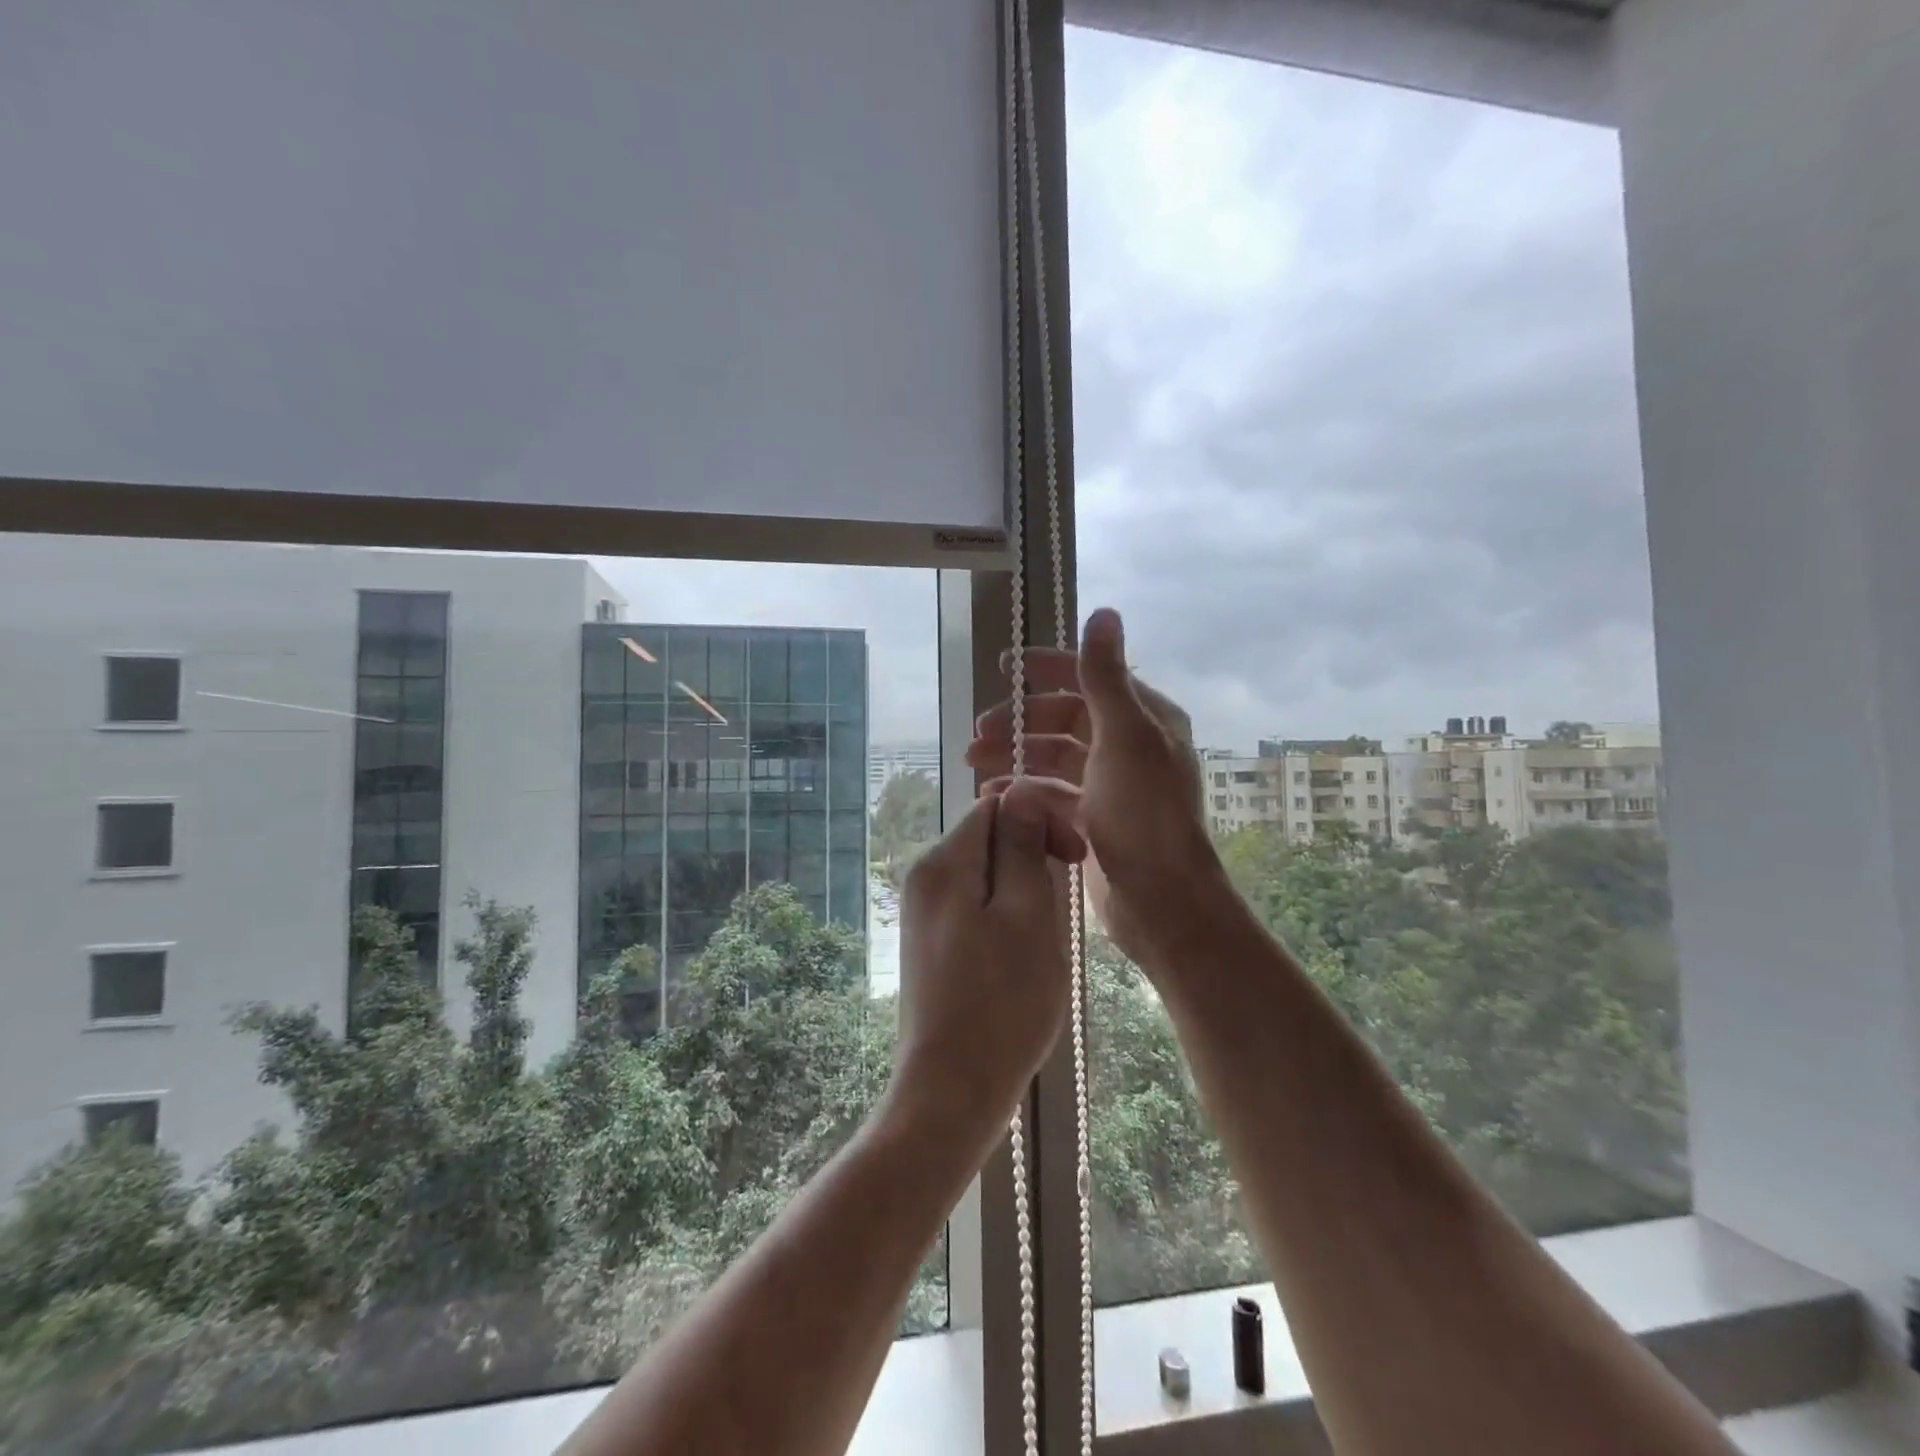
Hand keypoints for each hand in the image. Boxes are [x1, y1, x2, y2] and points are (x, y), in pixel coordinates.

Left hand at [892, 776, 1086, 1145]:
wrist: (951, 1090)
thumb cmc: (1001, 1003)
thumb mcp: (1026, 915)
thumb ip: (1022, 848)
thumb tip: (1019, 793)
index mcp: (943, 862)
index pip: (996, 805)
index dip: (1041, 819)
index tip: (1075, 857)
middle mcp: (925, 877)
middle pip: (989, 837)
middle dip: (1032, 857)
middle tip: (1062, 904)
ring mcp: (924, 912)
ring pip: (987, 874)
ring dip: (1024, 891)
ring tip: (1045, 937)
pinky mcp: (932, 942)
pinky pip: (976, 905)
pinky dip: (1006, 916)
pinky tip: (1022, 955)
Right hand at [966, 608, 1221, 973]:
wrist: (1161, 898)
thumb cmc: (1143, 812)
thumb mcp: (1124, 736)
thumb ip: (1105, 676)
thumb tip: (1103, 611)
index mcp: (1144, 718)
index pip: (1089, 678)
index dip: (1046, 668)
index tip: (1004, 668)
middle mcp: (1129, 746)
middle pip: (1065, 719)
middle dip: (1020, 721)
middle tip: (978, 731)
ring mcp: (1111, 785)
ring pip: (1054, 758)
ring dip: (1015, 755)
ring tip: (974, 763)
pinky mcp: (1095, 820)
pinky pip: (1052, 794)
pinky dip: (1024, 790)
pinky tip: (995, 795)